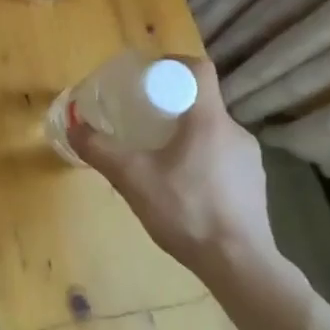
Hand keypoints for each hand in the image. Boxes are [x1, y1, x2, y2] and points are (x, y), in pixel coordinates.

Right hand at [70, 59, 278, 286]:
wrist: (240, 265)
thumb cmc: (187, 211)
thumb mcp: (133, 179)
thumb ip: (100, 151)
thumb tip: (74, 127)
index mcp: (209, 120)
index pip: (199, 69)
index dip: (173, 64)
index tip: (149, 77)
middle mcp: (235, 132)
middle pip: (202, 102)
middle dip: (172, 106)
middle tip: (143, 122)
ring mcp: (250, 160)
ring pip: (212, 133)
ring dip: (186, 137)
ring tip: (159, 159)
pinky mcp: (255, 185)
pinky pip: (223, 158)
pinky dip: (201, 161)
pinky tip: (184, 190)